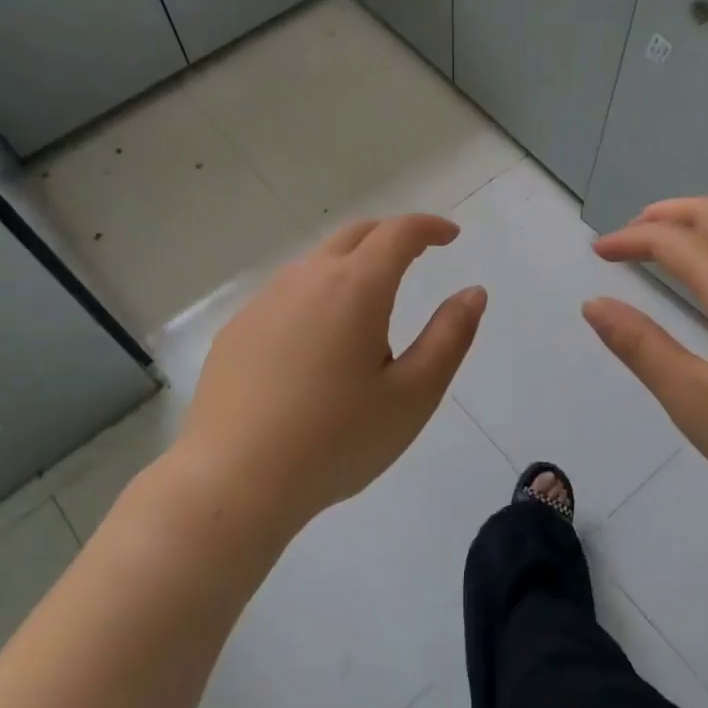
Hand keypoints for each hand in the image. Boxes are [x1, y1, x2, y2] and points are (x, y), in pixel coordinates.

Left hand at [175, 214, 485, 534]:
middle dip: (390, 235)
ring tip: (369, 311)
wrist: (234, 480)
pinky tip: (317, 345)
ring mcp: (264, 302)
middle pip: (354, 235)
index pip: (398, 233)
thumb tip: (472, 292)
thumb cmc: (336, 440)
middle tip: (416, 255)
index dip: (428, 227)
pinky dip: (316, 297)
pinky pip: (286, 295)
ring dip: (351, 267)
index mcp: (355, 287)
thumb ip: (449, 337)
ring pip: (317, 263)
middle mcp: (305, 279)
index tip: (450, 236)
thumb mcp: (412, 395)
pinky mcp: (237, 329)